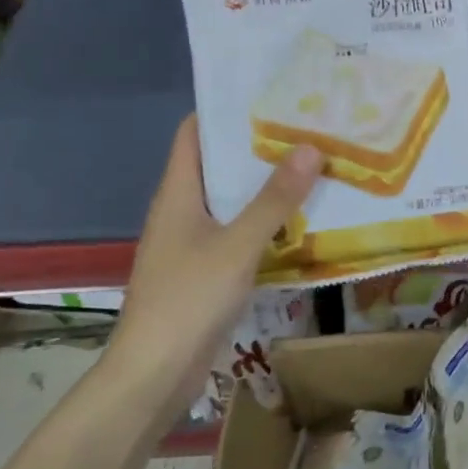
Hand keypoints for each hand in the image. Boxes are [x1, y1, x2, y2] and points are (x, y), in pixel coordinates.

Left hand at [109, 115, 321, 389]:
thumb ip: (274, 199)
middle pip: (218, 165)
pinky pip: (238, 234)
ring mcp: (192, 243)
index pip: (194, 133)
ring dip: (265, 187)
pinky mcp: (205, 271)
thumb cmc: (188, 298)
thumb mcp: (238, 245)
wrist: (154, 373)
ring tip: (313, 167)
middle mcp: (182, 211)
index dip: (225, 110)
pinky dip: (265, 223)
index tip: (269, 95)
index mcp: (178, 193)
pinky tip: (300, 221)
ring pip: (231, 202)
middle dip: (258, 148)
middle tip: (306, 129)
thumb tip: (310, 147)